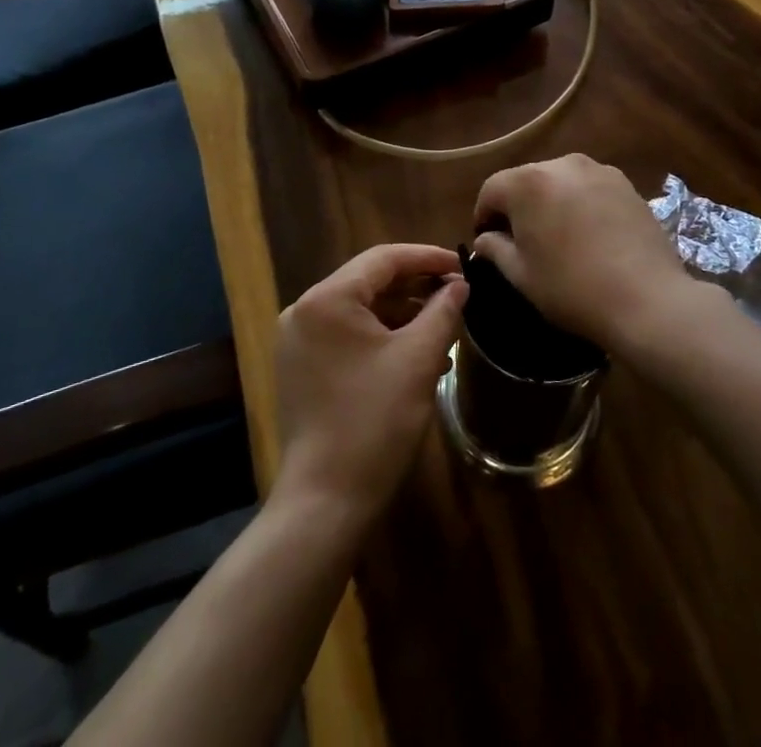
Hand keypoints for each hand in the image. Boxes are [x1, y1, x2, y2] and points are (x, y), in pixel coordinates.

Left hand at [274, 244, 466, 520]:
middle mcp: (304, 309)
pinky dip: (380, 336)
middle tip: (457, 294)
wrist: (324, 502)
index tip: (463, 265)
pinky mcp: (300, 367)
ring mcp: (297, 340)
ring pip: (359, 309)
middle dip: (416, 286)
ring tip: (442, 325)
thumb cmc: (374, 422)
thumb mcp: (418, 360)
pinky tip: (413, 351)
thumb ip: (442, 311)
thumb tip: (460, 284)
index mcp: (326, 298)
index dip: (427, 257)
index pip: (384, 258)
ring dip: (401, 313)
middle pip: (369, 281)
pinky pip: (346, 334)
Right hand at [471, 154, 695, 350]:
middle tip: (522, 241)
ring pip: (559, 181)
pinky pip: (588, 187)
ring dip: (551, 202)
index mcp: (527, 183)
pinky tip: (590, 235)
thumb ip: (496, 249)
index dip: (484, 215)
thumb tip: (485, 239)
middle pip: (526, 180)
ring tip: (559, 237)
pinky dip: (580, 203)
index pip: (492, 189)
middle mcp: (560, 164)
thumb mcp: (522, 275)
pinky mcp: (625, 183)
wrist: (647, 299)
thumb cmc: (572, 288)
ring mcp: (597, 170)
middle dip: (518, 206)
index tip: (488, 241)